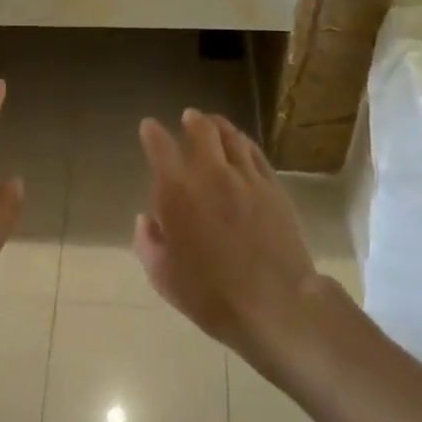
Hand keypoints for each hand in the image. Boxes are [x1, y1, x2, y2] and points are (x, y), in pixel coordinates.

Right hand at [134, 110, 324, 364]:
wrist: (276, 304)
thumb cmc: (212, 296)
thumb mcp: (165, 278)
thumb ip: (148, 244)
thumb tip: (145, 220)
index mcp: (177, 192)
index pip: (160, 147)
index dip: (152, 133)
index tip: (149, 126)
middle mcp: (210, 173)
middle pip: (201, 130)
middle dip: (192, 120)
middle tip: (188, 117)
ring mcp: (245, 176)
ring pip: (231, 136)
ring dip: (218, 125)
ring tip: (213, 123)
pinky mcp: (272, 186)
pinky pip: (255, 152)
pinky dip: (243, 142)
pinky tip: (241, 144)